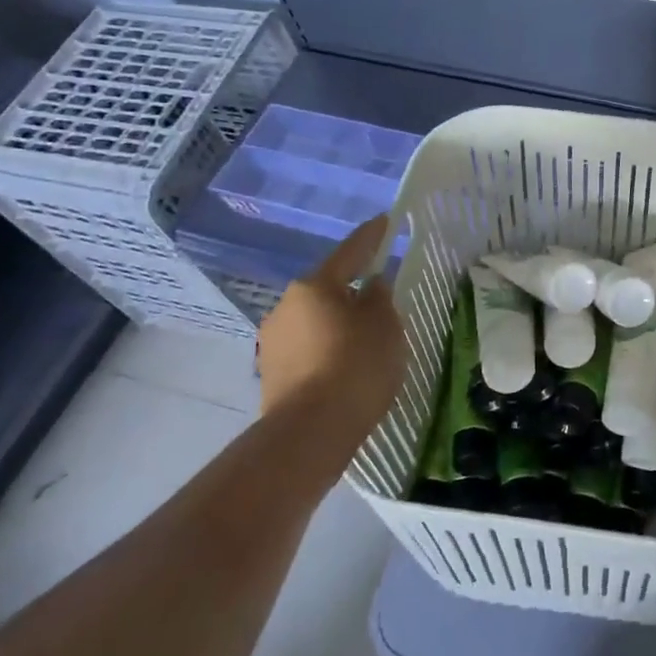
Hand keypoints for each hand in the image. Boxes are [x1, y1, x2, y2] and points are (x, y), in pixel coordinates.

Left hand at [256, 218, 405, 458]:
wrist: (309, 434)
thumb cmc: (355, 367)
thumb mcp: (385, 325)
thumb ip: (380, 298)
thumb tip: (371, 287)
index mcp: (315, 286)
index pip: (350, 251)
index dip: (371, 236)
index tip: (385, 221)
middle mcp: (286, 306)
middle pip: (328, 288)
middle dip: (352, 289)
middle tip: (380, 296)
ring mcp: (274, 341)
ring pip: (316, 320)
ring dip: (338, 322)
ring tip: (366, 338)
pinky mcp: (271, 373)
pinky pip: (308, 348)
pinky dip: (328, 349)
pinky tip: (346, 365)